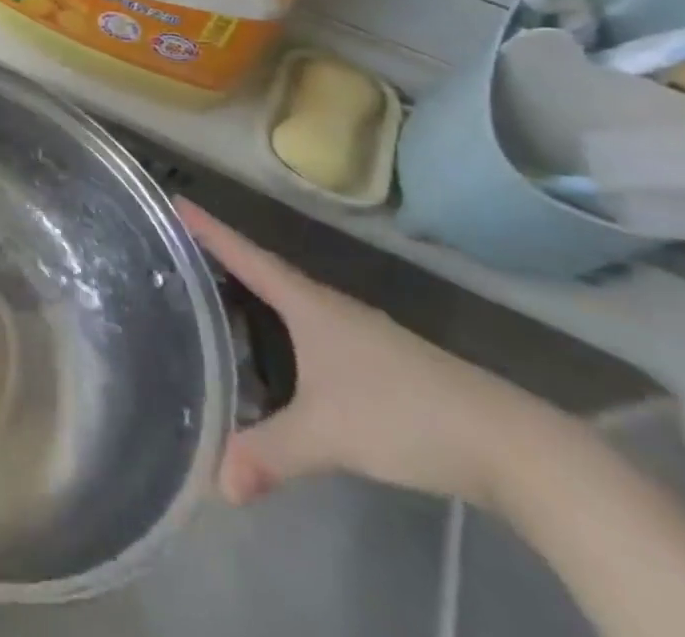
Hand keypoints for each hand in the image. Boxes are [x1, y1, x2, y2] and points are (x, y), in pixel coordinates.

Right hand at [179, 198, 550, 508]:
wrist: (509, 444)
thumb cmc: (404, 414)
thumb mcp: (328, 434)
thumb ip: (270, 454)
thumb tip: (217, 483)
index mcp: (307, 303)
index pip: (245, 255)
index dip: (208, 229)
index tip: (175, 201)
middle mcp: (328, 305)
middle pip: (264, 271)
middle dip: (221, 259)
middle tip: (178, 251)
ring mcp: (356, 331)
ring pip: (289, 301)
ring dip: (252, 294)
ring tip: (214, 297)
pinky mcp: (376, 359)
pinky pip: (310, 327)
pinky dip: (281, 327)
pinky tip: (275, 351)